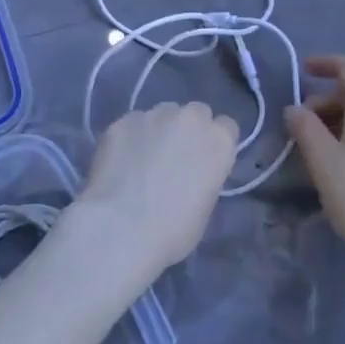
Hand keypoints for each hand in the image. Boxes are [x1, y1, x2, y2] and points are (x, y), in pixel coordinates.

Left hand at [63, 101, 237, 285]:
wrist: (120, 228)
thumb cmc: (173, 231)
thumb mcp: (206, 208)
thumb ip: (205, 177)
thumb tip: (191, 173)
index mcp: (219, 141)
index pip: (226, 127)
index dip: (215, 142)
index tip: (204, 160)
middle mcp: (190, 119)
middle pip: (196, 113)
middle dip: (189, 130)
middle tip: (174, 157)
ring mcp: (153, 115)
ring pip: (161, 114)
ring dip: (158, 130)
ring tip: (141, 159)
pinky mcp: (121, 121)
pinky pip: (131, 125)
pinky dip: (129, 139)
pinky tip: (118, 163)